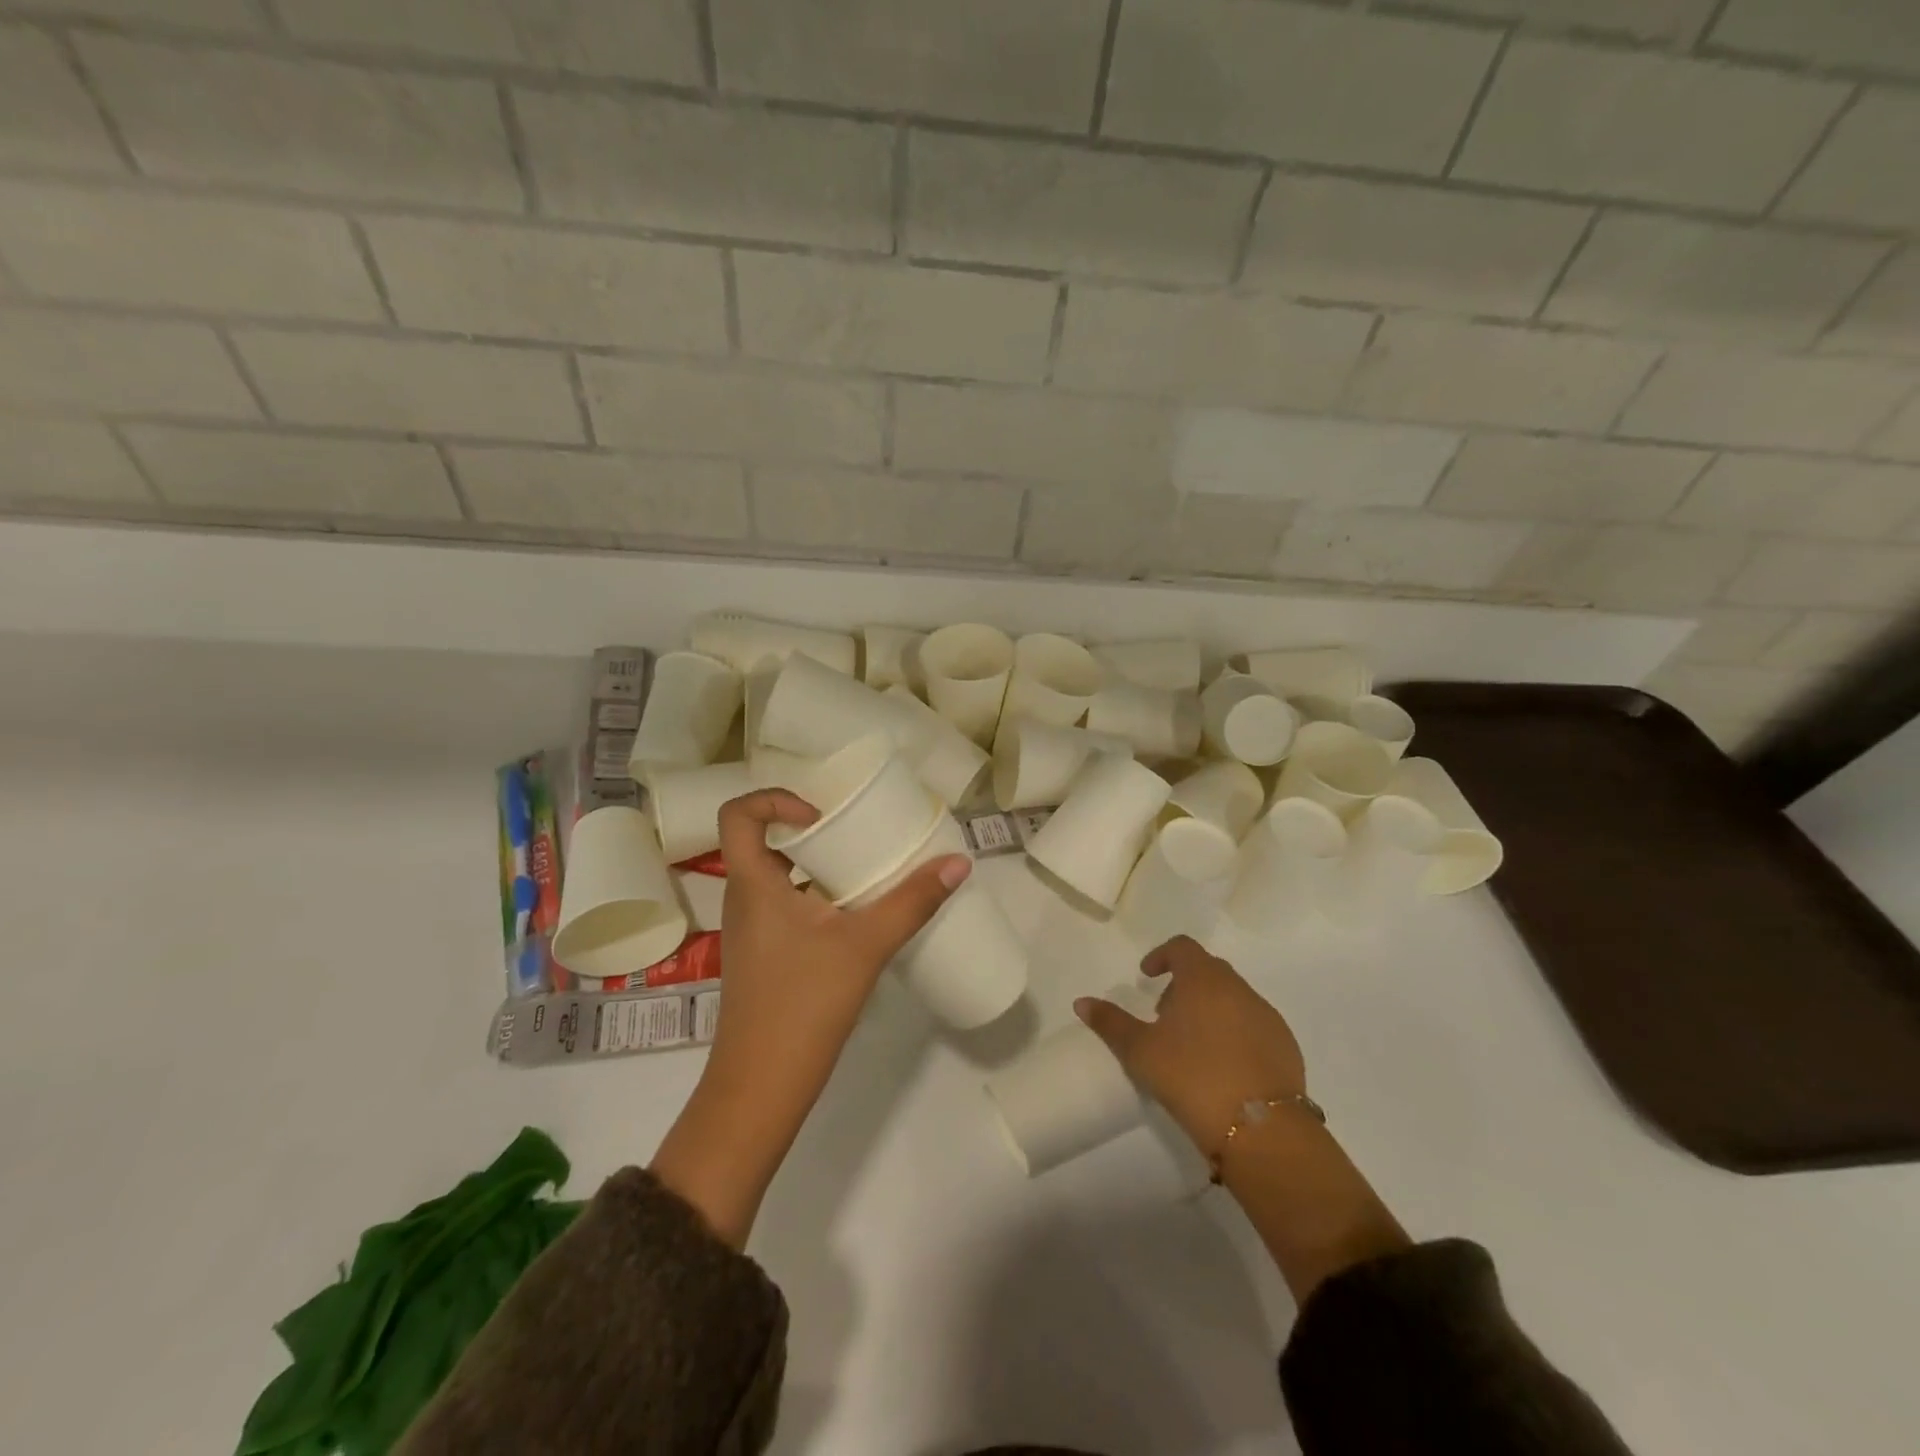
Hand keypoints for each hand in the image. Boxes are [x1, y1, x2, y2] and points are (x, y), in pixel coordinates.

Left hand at [708, 787, 968, 1096]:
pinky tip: (857, 917)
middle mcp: (744, 900)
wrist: (761, 1088)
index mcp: (753, 884)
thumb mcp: (865, 946)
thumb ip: (912, 902)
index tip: (821, 816)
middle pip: (762, 843)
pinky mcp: (763, 958)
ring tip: (865, 870)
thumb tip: (958, 862)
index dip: (774, 800)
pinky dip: (817, 899)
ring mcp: (751, 932)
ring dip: (817, 867)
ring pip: (778, 878)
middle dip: (810, 831)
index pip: (738, 815)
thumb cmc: (803, 1003)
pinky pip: (786, 908)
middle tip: (856, 833)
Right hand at [1074, 936, 1305, 1161]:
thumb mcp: (1140, 1051)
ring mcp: (1268, 1017)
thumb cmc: (1191, 1077)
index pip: (1183, 947)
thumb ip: (1110, 1022)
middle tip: (1164, 1015)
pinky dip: (1235, 1032)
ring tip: (1192, 1045)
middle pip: (1208, 971)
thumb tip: (1081, 1002)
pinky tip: (1222, 1067)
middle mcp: (1239, 989)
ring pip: (1233, 998)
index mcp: (1204, 979)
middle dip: (1184, 985)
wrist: (1261, 1130)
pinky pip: (1254, 1025)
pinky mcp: (1287, 1047)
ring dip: (1210, 1009)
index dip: (1162, 955)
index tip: (1147, 977)